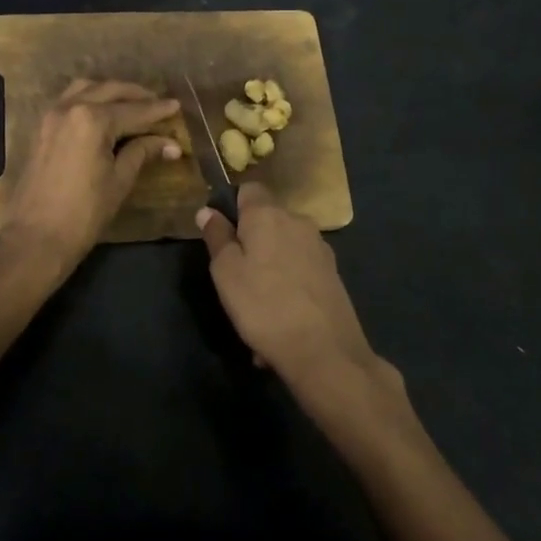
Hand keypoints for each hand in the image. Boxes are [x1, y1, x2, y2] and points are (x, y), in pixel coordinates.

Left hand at [5, 80, 181, 272]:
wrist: (36, 236)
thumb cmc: (84, 212)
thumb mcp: (119, 180)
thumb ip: (142, 152)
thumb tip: (170, 144)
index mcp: (93, 119)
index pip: (133, 110)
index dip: (157, 110)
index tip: (176, 106)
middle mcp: (70, 108)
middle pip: (109, 91)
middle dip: (136, 95)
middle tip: (157, 103)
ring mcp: (51, 116)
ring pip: (86, 89)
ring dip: (110, 92)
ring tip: (131, 104)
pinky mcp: (41, 128)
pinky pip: (68, 100)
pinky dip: (89, 99)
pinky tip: (102, 112)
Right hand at [198, 183, 400, 425]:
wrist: (325, 351)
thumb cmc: (263, 306)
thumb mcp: (226, 272)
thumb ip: (217, 237)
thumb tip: (208, 211)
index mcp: (268, 215)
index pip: (248, 189)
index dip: (231, 206)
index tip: (220, 235)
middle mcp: (298, 222)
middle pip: (267, 221)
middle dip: (250, 243)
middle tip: (234, 280)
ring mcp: (319, 248)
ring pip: (282, 250)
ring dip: (267, 271)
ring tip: (256, 310)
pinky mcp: (333, 274)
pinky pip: (298, 273)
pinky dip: (286, 288)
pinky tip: (278, 322)